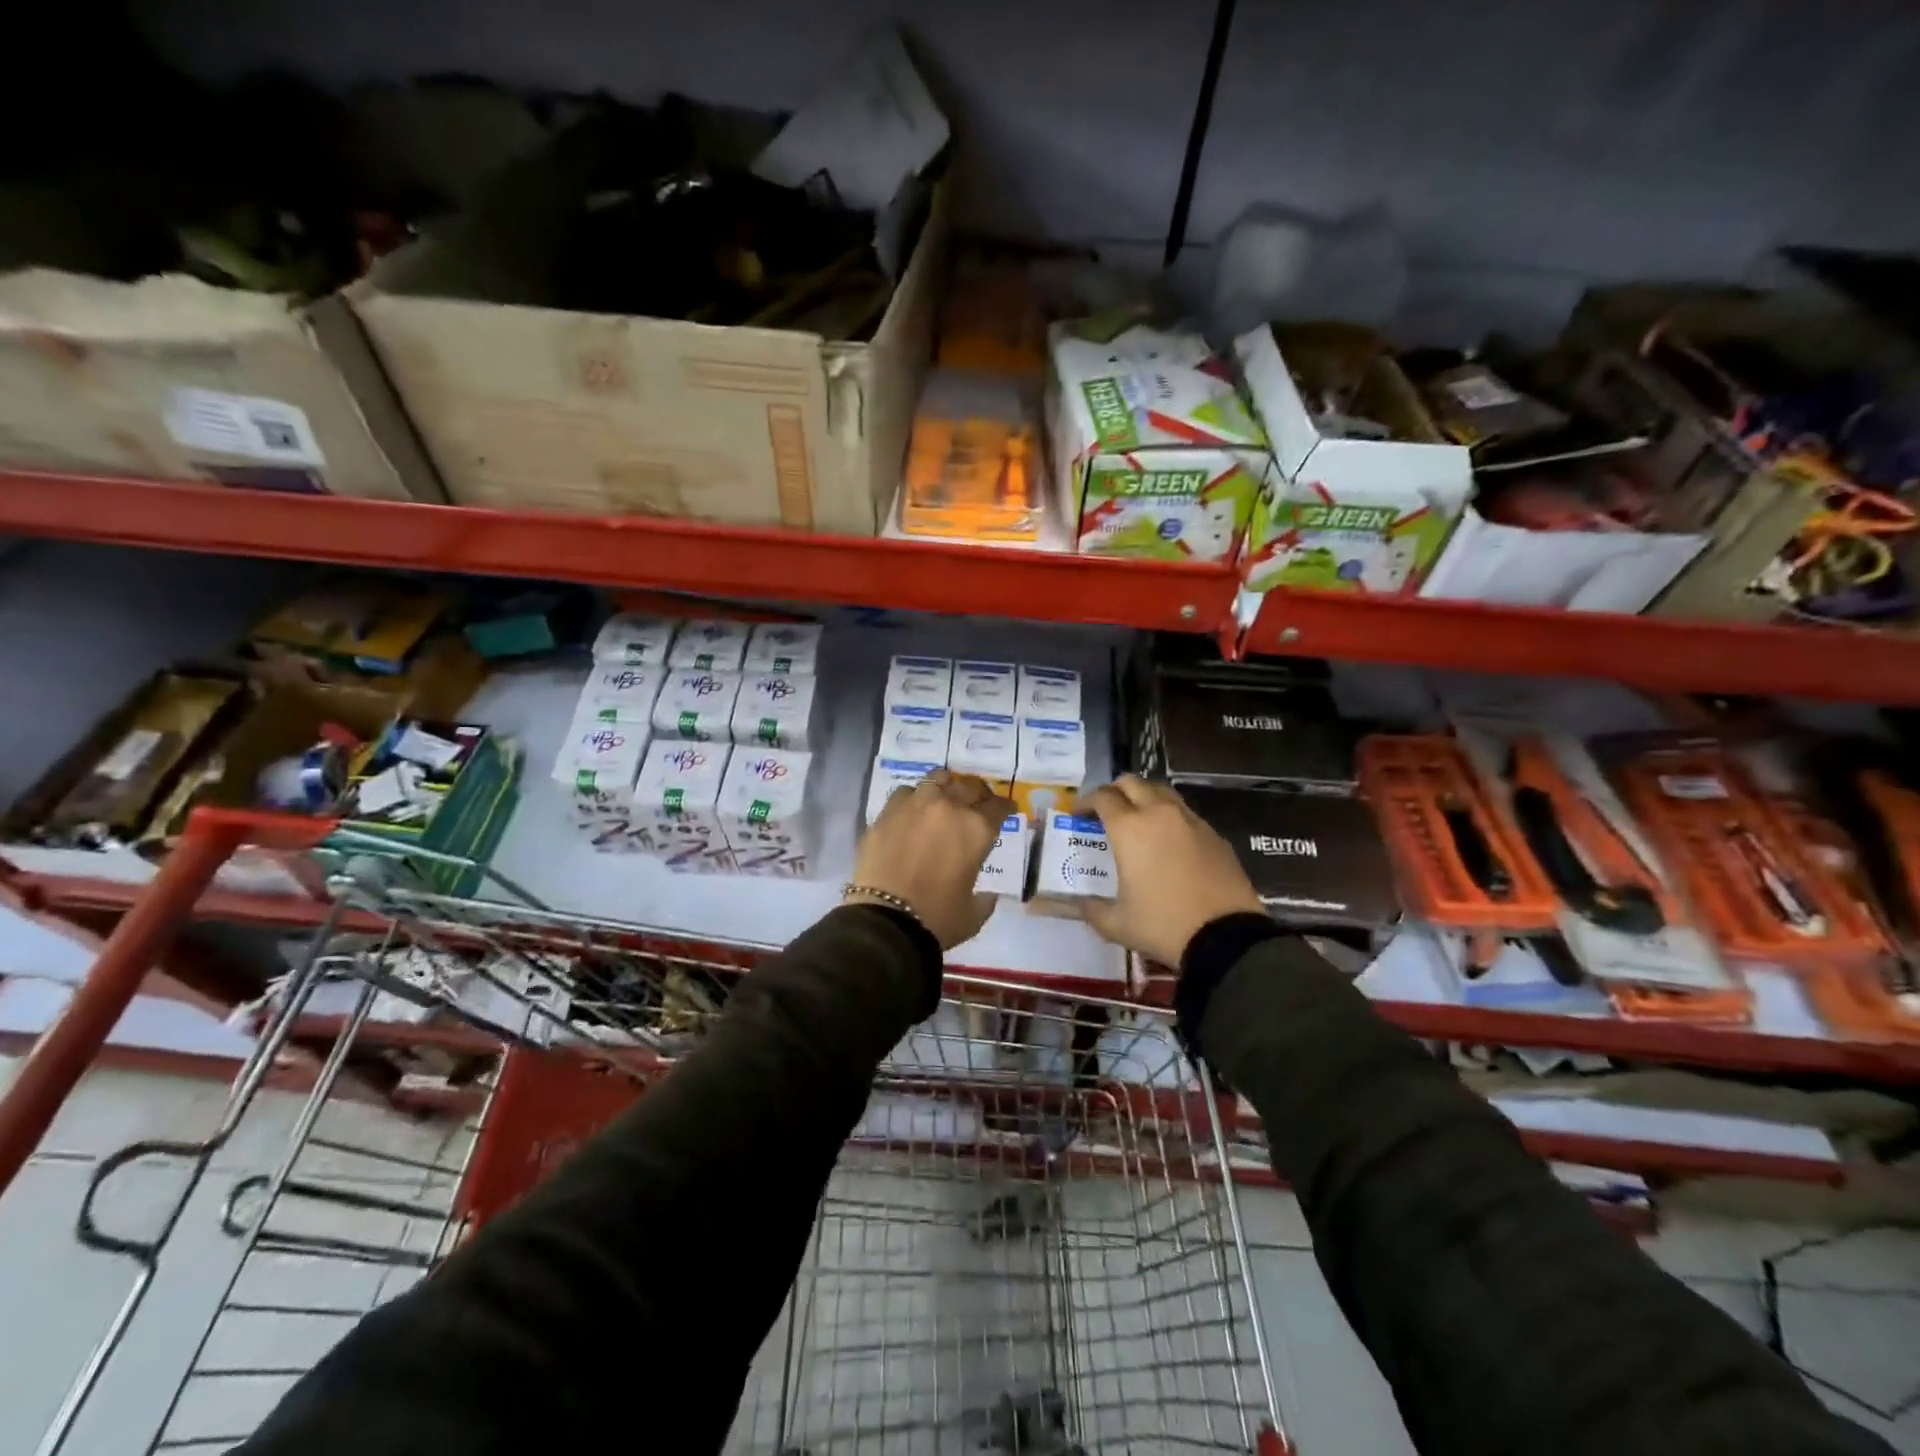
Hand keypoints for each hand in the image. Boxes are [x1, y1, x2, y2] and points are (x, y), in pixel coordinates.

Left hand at [846, 769, 1014, 948]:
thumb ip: (986, 898)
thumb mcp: (973, 913)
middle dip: (977, 794)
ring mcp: (915, 805)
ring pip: (937, 780)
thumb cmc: (937, 919)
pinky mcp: (887, 812)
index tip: (1006, 809)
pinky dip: (913, 799)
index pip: (998, 807)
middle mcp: (949, 807)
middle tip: (976, 803)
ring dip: (945, 787)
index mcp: (977, 829)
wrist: (886, 920)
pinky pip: (905, 793)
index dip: (1004, 807)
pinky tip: (911, 812)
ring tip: (943, 798)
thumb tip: (989, 894)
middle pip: (969, 787)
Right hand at [1078, 775, 1264, 966]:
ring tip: (1138, 820)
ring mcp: (1191, 821)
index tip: (1080, 814)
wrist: (1226, 937)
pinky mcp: (1214, 834)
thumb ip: (1092, 910)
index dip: (1086, 802)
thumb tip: (1080, 904)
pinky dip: (1170, 817)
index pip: (1102, 798)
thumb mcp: (1117, 924)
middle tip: (1107, 811)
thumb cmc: (1163, 925)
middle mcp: (1159, 814)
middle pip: (1132, 783)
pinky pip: (1186, 813)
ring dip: (1145, 797)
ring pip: (1162, 792)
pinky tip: (1170, 842)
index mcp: (1130, 829)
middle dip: (1115, 791)